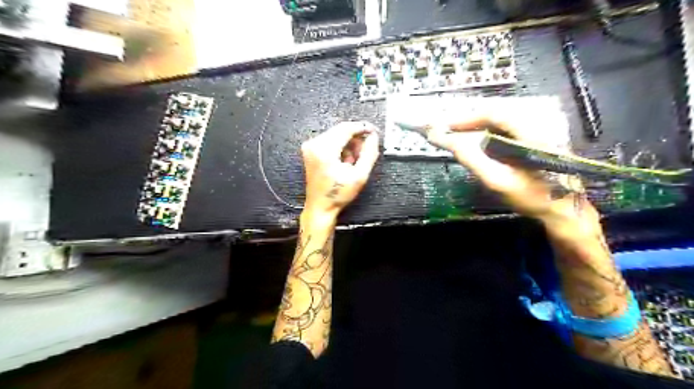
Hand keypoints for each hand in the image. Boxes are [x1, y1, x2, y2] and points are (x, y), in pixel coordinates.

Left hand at [303, 122, 377, 218]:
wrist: (320, 207)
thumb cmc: (338, 194)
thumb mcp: (360, 176)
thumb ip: (369, 154)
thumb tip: (373, 137)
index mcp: (325, 150)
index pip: (346, 128)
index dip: (362, 127)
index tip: (374, 131)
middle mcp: (314, 144)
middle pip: (340, 130)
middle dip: (355, 138)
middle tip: (366, 150)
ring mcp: (310, 147)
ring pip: (336, 135)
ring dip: (348, 144)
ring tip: (354, 161)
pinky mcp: (310, 150)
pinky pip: (329, 140)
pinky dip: (340, 147)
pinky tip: (345, 161)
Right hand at [420, 99, 593, 222]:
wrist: (564, 211)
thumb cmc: (531, 197)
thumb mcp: (497, 180)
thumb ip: (472, 158)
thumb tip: (447, 140)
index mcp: (530, 131)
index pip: (493, 114)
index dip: (466, 119)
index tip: (446, 127)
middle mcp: (537, 125)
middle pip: (497, 115)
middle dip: (470, 122)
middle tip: (449, 132)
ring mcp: (540, 132)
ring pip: (502, 122)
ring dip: (478, 127)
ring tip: (459, 136)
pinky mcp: (538, 141)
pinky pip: (508, 130)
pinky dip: (489, 134)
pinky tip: (480, 144)